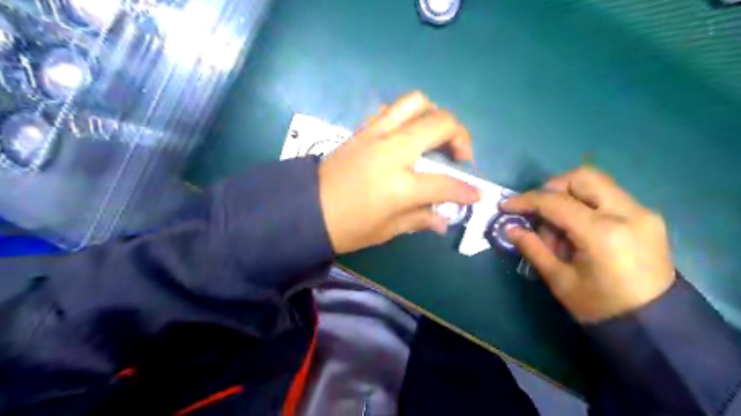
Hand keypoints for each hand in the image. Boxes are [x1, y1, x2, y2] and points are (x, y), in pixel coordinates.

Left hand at [319, 91, 479, 253]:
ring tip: (437, 135)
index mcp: (400, 185)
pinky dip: (407, 115)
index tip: (476, 194)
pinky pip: (391, 109)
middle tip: (461, 155)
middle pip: (440, 124)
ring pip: (416, 102)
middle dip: (461, 136)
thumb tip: (444, 220)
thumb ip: (420, 219)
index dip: (466, 191)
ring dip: (435, 114)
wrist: (306, 210)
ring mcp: (376, 134)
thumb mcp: (387, 230)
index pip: (446, 184)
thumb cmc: (347, 228)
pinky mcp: (362, 130)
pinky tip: (408, 134)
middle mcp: (392, 151)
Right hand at [501, 165, 675, 321]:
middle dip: (552, 188)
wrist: (655, 326)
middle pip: (582, 177)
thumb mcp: (560, 280)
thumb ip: (533, 248)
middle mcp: (628, 214)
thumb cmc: (600, 307)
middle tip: (537, 210)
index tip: (506, 206)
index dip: (526, 200)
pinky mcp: (647, 217)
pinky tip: (577, 229)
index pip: (556, 202)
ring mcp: (642, 213)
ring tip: (559, 226)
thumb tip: (509, 228)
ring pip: (596, 183)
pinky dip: (585, 204)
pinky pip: (608, 196)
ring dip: (569, 196)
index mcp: (603, 234)